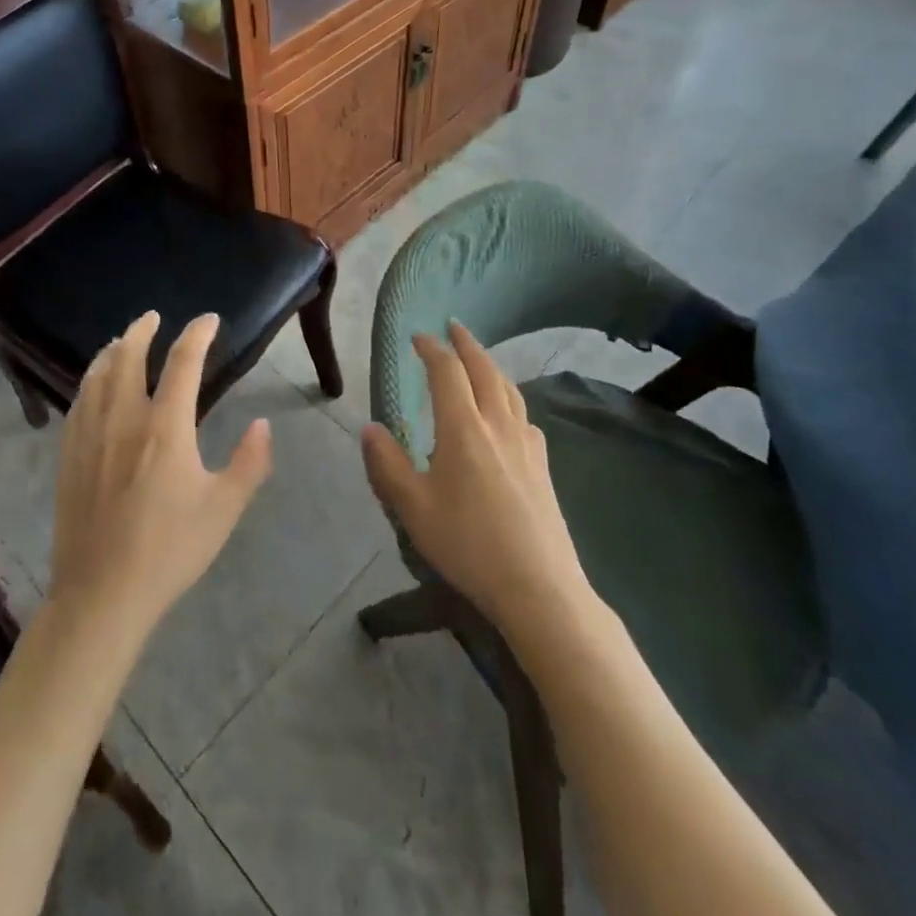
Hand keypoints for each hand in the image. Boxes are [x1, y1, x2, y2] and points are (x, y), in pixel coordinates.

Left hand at [48, 311, 271, 638]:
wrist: (102, 592)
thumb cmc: (169, 550)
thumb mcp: (223, 509)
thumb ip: (249, 463)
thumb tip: (262, 423)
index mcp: (165, 427)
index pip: (183, 362)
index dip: (197, 334)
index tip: (208, 320)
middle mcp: (124, 418)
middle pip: (128, 357)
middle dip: (142, 330)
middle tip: (153, 317)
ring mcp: (90, 435)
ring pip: (97, 375)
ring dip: (112, 350)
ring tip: (121, 341)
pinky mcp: (69, 455)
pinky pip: (78, 402)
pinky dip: (90, 380)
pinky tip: (94, 385)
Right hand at [361, 321, 588, 636]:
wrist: (538, 588)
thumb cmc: (468, 544)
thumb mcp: (413, 508)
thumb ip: (387, 465)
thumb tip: (371, 428)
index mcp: (463, 428)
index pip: (447, 372)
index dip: (432, 348)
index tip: (418, 336)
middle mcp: (498, 425)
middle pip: (484, 370)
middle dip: (466, 344)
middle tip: (453, 327)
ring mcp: (526, 445)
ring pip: (510, 390)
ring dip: (491, 366)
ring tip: (479, 361)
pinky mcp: (543, 467)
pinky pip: (525, 417)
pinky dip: (511, 400)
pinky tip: (509, 416)